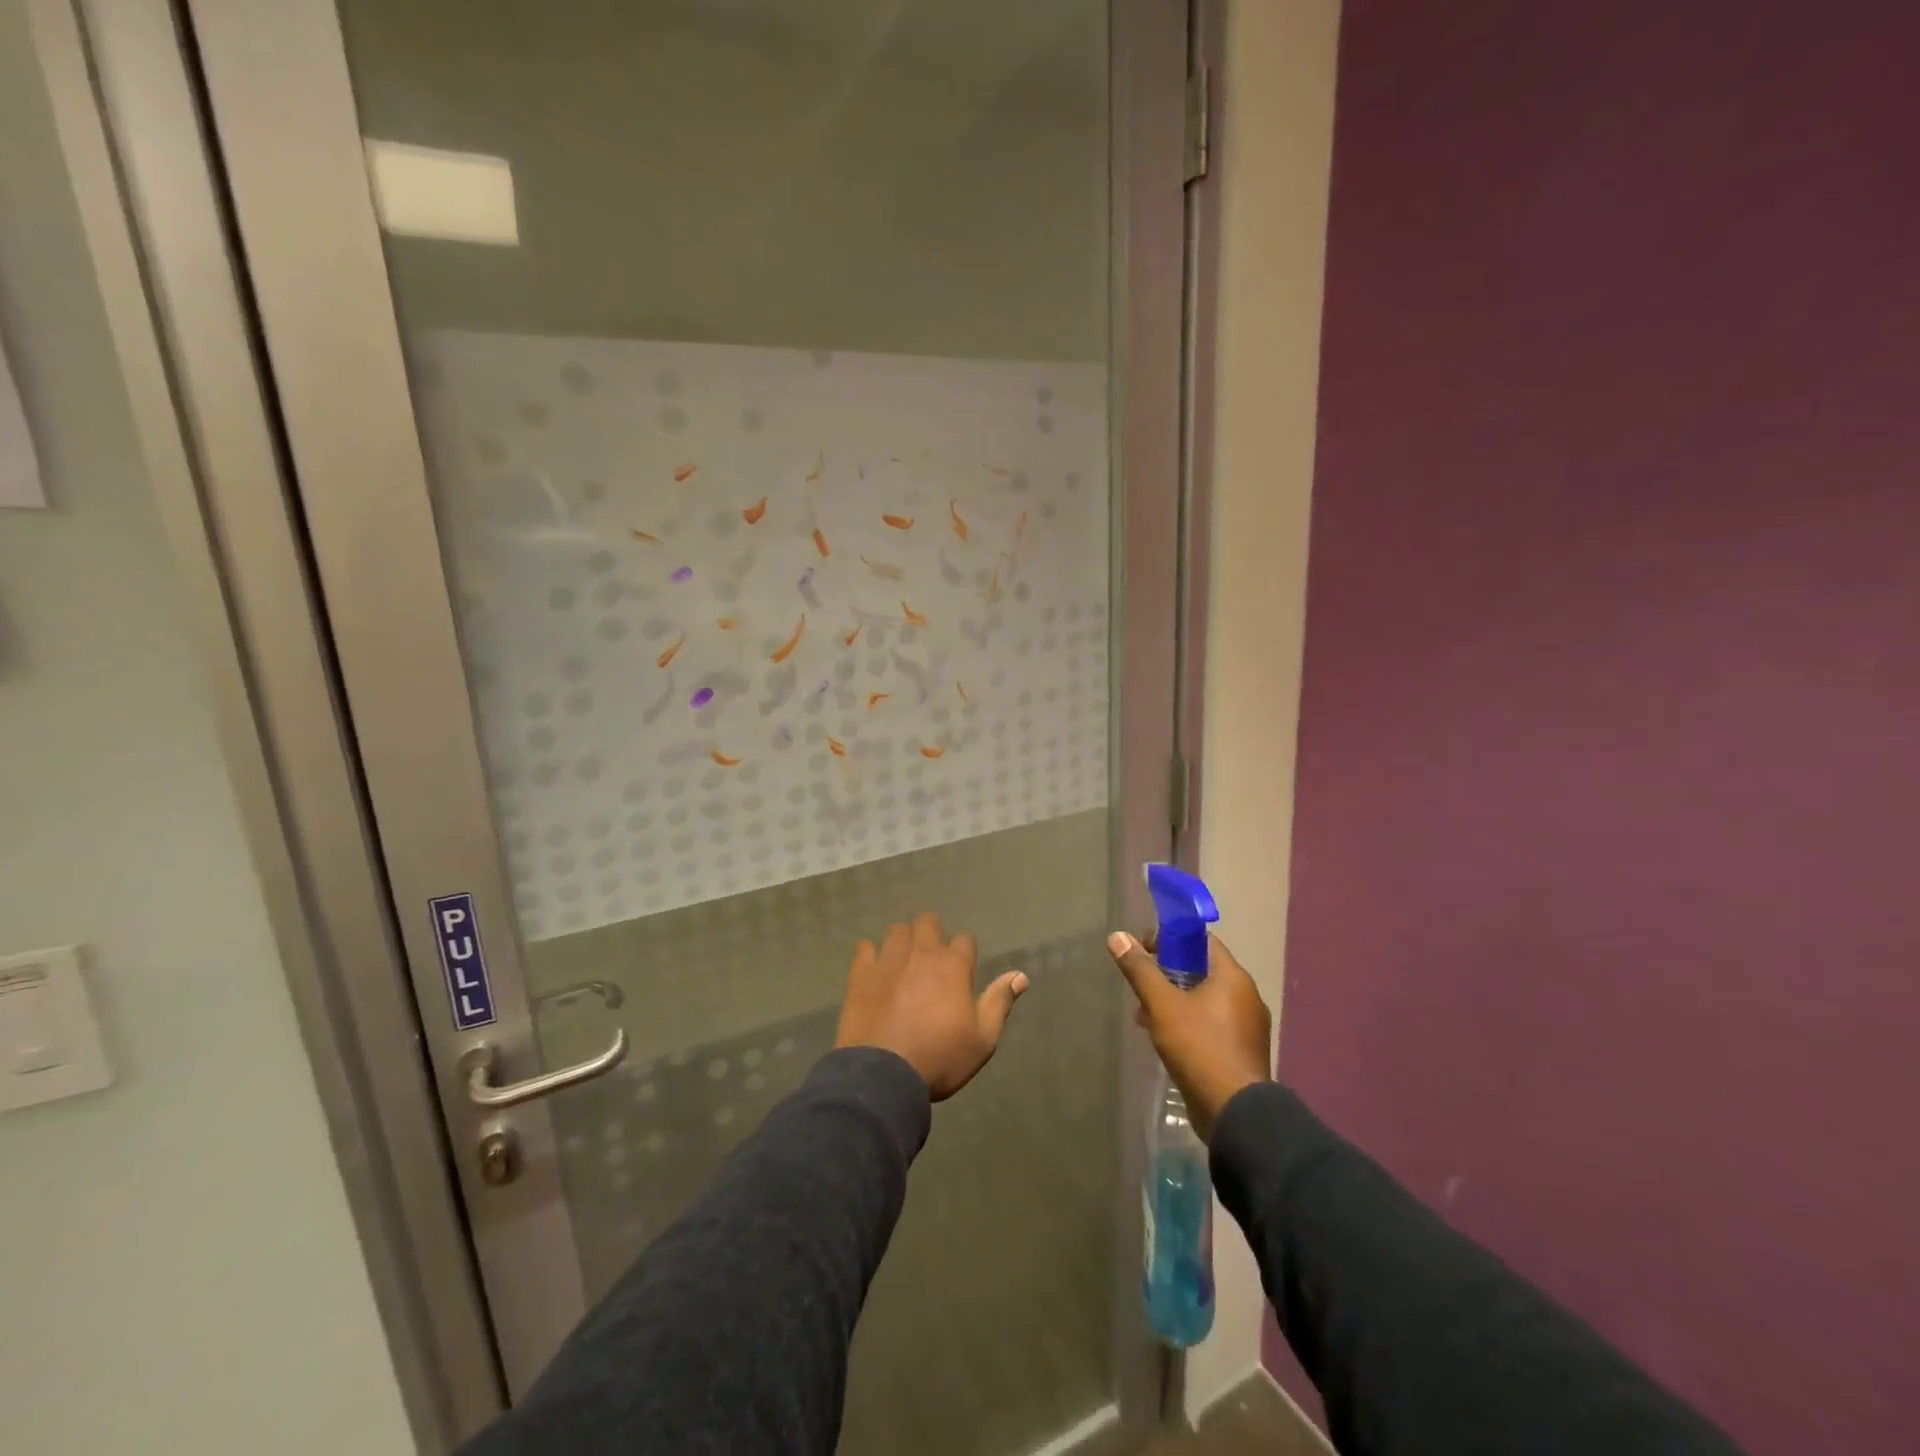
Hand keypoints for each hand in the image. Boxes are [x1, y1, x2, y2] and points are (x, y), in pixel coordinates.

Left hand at [835, 913, 1028, 1099]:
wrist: (883, 1074)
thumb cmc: (939, 1058)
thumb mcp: (982, 1040)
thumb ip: (999, 1003)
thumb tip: (1020, 975)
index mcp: (953, 965)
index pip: (965, 941)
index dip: (965, 955)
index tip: (962, 975)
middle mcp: (922, 952)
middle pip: (928, 923)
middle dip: (932, 935)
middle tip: (931, 962)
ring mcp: (888, 959)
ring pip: (897, 930)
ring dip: (903, 941)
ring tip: (903, 962)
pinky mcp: (861, 972)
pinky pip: (865, 947)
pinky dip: (871, 954)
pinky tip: (874, 970)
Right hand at [1107, 929, 1271, 1141]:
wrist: (1234, 1113)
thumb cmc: (1199, 1047)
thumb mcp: (1162, 1005)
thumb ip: (1140, 970)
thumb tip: (1117, 936)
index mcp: (1233, 978)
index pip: (1202, 941)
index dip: (1171, 938)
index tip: (1143, 947)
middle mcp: (1246, 997)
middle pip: (1202, 970)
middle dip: (1168, 972)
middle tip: (1140, 980)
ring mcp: (1246, 1026)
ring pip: (1205, 999)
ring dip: (1174, 999)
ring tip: (1143, 1011)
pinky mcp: (1240, 1051)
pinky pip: (1210, 1023)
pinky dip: (1187, 1021)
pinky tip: (1162, 1036)